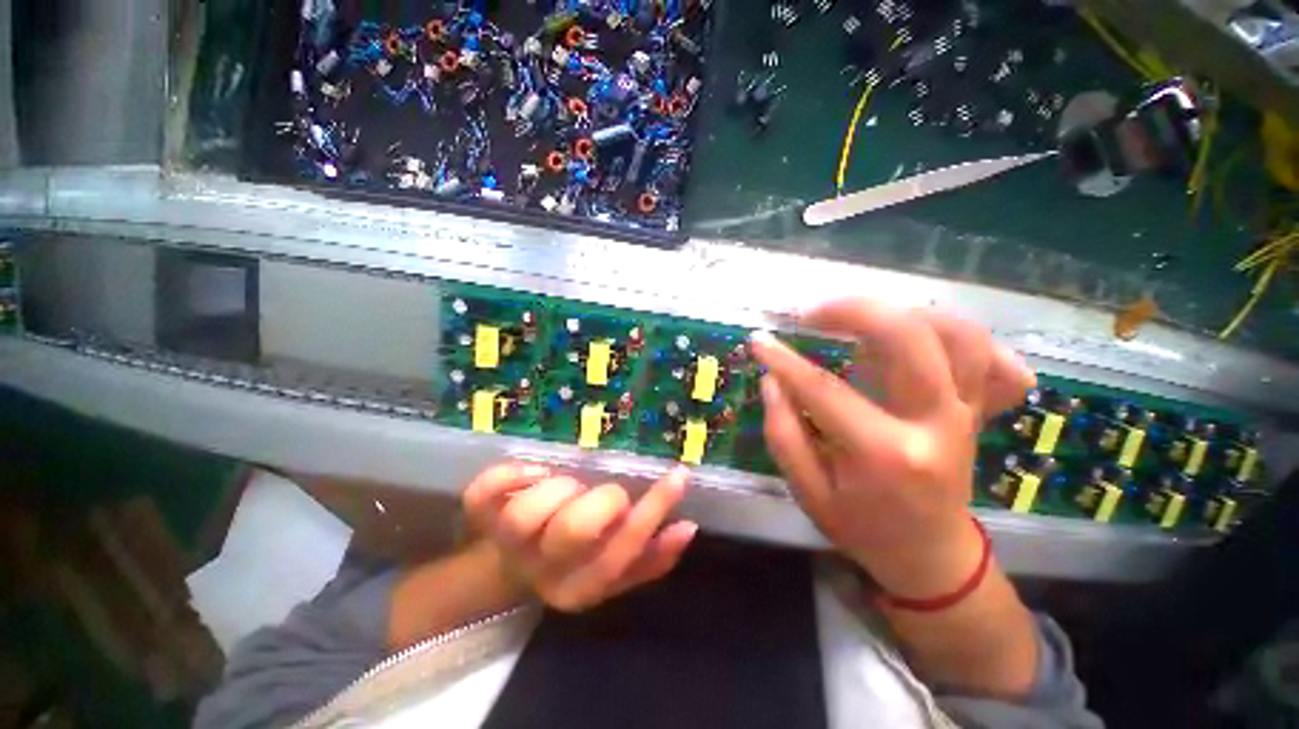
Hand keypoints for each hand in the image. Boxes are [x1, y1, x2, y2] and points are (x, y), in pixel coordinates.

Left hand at [462, 463, 698, 612]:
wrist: (509, 574)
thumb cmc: (573, 562)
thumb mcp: (615, 569)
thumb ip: (654, 555)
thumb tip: (688, 526)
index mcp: (582, 586)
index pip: (625, 549)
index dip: (654, 509)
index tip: (679, 473)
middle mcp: (544, 572)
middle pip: (574, 529)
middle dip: (600, 501)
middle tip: (602, 494)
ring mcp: (507, 545)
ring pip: (527, 512)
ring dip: (558, 488)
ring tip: (568, 487)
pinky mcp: (481, 518)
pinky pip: (485, 491)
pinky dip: (511, 474)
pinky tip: (533, 472)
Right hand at [750, 301, 1034, 599]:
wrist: (931, 555)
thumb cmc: (862, 527)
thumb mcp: (808, 492)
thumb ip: (784, 434)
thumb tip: (772, 380)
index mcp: (885, 454)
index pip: (824, 390)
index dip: (785, 360)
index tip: (759, 340)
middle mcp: (935, 424)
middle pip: (909, 338)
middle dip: (855, 311)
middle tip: (813, 313)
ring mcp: (964, 413)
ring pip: (958, 334)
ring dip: (904, 313)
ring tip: (859, 319)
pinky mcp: (976, 409)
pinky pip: (988, 355)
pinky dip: (957, 333)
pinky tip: (924, 335)